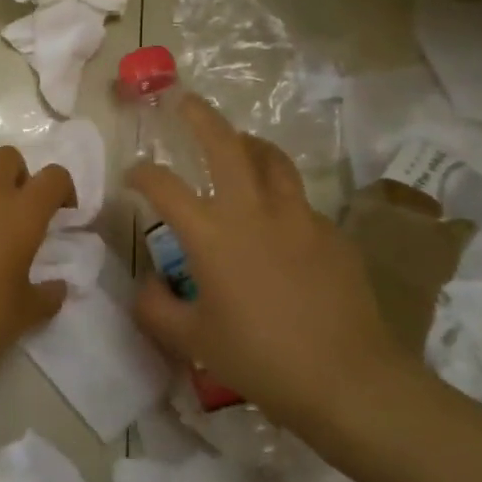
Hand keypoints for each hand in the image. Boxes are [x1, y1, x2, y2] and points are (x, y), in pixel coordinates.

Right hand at [128, 97, 402, 440]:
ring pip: (272, 159)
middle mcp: (253, 212)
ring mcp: (299, 218)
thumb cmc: (260, 359)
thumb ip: (156, 309)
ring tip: (238, 144)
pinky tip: (278, 225)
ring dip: (248, 144)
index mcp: (212, 235)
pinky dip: (279, 197)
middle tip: (186, 102)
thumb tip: (146, 285)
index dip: (142, 174)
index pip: (165, 186)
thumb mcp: (193, 341)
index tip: (133, 175)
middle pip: (225, 145)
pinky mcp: (331, 234)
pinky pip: (299, 202)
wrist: (347, 380)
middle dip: (201, 117)